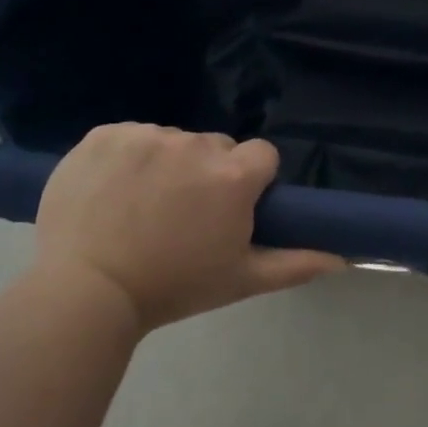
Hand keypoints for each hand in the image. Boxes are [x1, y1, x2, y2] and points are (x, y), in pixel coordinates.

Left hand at [33, 124, 344, 335]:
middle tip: (183, 214)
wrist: (85, 291)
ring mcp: (146, 136)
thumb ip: (296, 263)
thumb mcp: (240, 280)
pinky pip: (131, 135)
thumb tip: (342, 258)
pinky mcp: (104, 135)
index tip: (229, 209)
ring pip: (172, 140)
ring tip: (141, 206)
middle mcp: (194, 145)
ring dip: (166, 163)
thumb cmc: (172, 288)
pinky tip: (112, 190)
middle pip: (216, 146)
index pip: (261, 155)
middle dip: (208, 172)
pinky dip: (127, 157)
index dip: (250, 181)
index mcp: (232, 177)